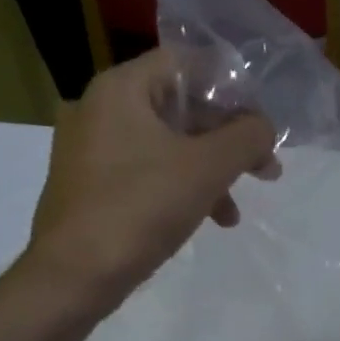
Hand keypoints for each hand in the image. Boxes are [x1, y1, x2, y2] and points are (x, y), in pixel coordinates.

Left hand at [19, 48, 278, 316]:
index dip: (231, 88)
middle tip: (266, 168)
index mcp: (122, 89)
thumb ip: (247, 138)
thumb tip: (264, 127)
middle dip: (229, 139)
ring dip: (212, 170)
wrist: (74, 277)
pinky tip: (208, 220)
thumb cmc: (141, 209)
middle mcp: (101, 109)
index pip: (187, 63)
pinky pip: (149, 171)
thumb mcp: (208, 168)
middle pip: (181, 107)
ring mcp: (92, 149)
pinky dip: (183, 187)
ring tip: (236, 211)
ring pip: (169, 144)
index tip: (262, 122)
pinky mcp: (92, 185)